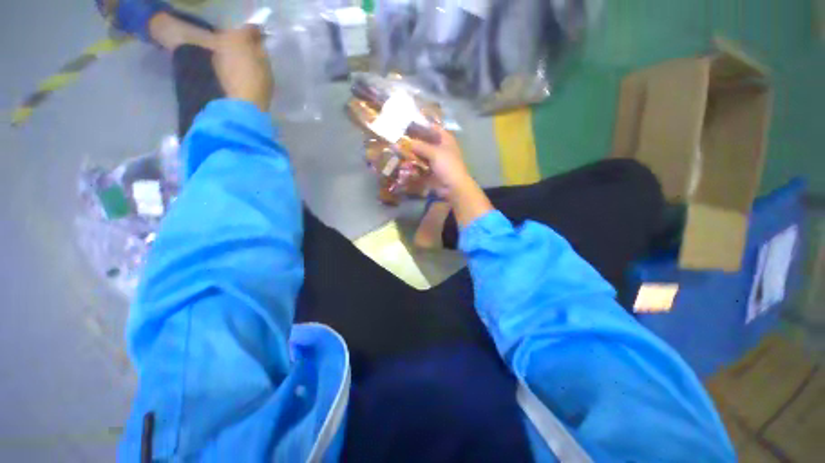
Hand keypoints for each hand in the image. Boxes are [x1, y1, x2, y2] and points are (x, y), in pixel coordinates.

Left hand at [212, 26, 273, 111]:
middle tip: (256, 48)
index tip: (265, 38)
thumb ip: (260, 47)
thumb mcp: (266, 61)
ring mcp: (218, 54)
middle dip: (245, 41)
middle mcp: (223, 40)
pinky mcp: (217, 68)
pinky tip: (241, 67)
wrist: (244, 102)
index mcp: (237, 36)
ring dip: (238, 50)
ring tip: (248, 58)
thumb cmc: (258, 80)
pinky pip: (226, 57)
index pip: (249, 28)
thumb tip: (257, 41)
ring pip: (229, 46)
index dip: (258, 33)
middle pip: (236, 36)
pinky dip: (233, 59)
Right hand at [408, 127, 492, 226]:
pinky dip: (413, 165)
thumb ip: (419, 146)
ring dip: (411, 154)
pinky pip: (419, 166)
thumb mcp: (434, 153)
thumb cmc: (447, 165)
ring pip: (420, 154)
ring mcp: (435, 160)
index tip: (406, 124)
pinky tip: (403, 164)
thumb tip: (401, 142)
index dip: (420, 125)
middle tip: (398, 140)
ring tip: (397, 152)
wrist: (453, 187)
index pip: (432, 127)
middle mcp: (440, 148)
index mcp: (445, 139)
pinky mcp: (430, 171)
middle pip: (424, 141)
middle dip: (412, 142)